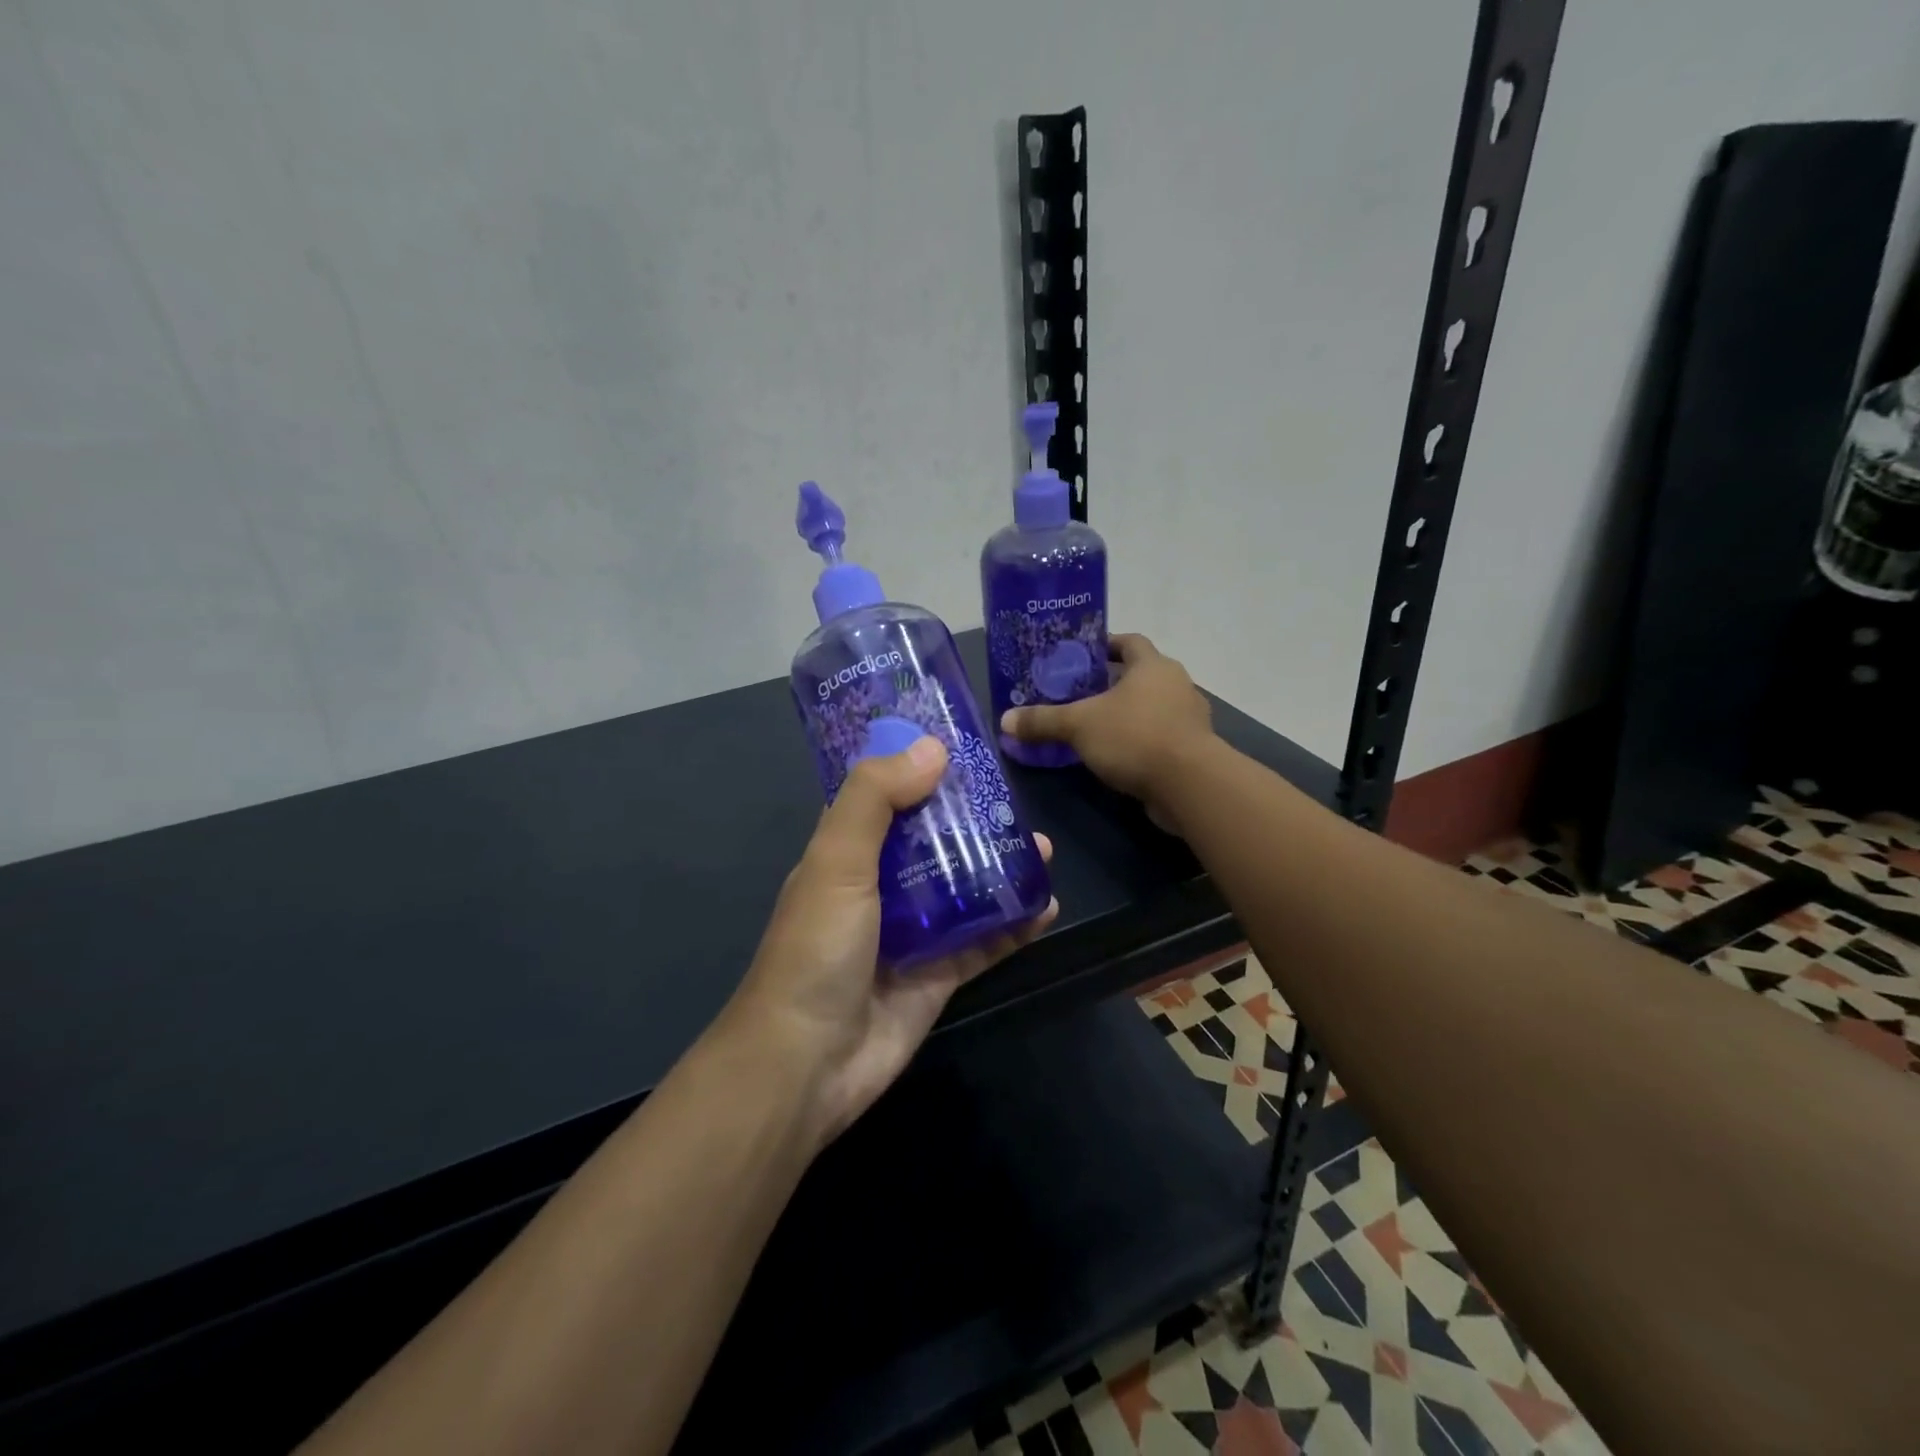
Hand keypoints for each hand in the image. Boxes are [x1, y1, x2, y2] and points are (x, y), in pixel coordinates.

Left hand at [725, 737, 1057, 1146]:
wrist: (808, 1063)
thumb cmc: (816, 948)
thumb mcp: (837, 860)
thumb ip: (876, 798)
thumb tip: (933, 747)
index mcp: (847, 853)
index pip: (884, 797)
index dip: (916, 769)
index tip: (961, 745)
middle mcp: (879, 886)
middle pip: (933, 840)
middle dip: (972, 819)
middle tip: (1014, 800)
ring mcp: (912, 932)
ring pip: (964, 887)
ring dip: (1001, 867)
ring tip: (1042, 848)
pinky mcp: (939, 974)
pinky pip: (985, 940)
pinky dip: (1015, 923)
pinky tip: (1047, 906)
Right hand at [1000, 633, 1214, 831]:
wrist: (1189, 784)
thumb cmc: (1134, 737)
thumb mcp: (1079, 726)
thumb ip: (1043, 721)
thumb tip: (1005, 721)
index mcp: (1153, 665)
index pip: (1130, 642)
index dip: (1106, 645)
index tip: (1082, 656)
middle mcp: (1176, 684)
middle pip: (1140, 675)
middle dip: (1111, 683)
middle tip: (1078, 695)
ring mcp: (1188, 718)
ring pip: (1151, 707)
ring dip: (1127, 714)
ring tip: (1093, 727)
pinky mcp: (1192, 750)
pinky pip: (1160, 736)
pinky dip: (1139, 741)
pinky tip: (1116, 757)